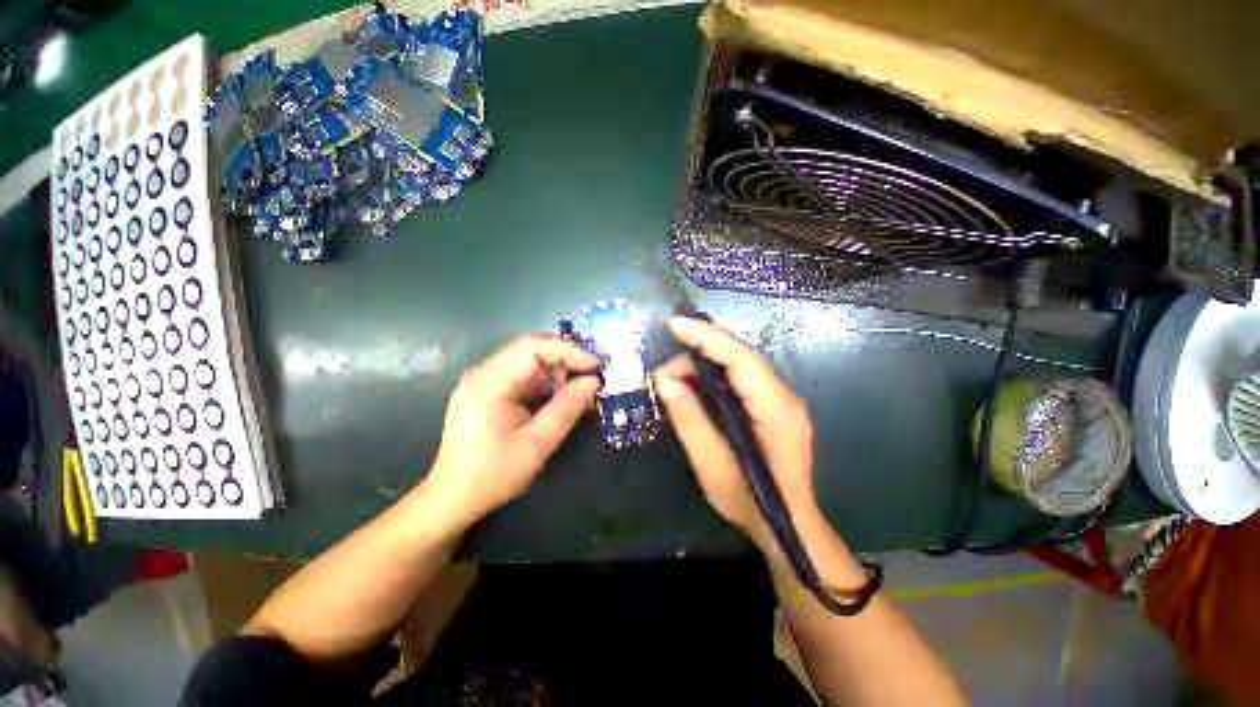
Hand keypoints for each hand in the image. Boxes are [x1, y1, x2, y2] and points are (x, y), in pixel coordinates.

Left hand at [428, 334, 598, 527]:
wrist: (454, 498)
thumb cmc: (493, 475)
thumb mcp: (537, 444)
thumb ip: (566, 409)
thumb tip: (593, 381)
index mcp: (488, 383)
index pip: (531, 347)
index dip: (567, 350)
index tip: (595, 366)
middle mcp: (483, 373)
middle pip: (531, 349)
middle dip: (566, 359)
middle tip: (593, 375)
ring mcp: (485, 380)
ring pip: (530, 360)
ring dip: (559, 370)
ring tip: (583, 388)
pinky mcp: (491, 390)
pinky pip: (525, 375)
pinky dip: (548, 381)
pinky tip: (563, 396)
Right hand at [652, 316, 819, 550]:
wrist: (789, 527)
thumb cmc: (751, 502)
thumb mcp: (711, 464)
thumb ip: (688, 417)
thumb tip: (664, 378)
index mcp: (776, 410)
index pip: (740, 359)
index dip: (706, 337)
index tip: (674, 325)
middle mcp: (785, 396)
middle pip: (740, 357)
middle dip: (698, 353)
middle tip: (664, 372)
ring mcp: (783, 400)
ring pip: (740, 365)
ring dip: (704, 365)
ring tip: (673, 379)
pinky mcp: (775, 406)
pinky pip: (742, 379)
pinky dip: (715, 376)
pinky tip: (695, 384)